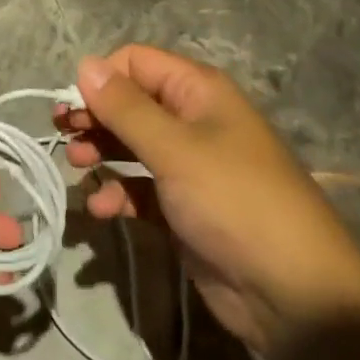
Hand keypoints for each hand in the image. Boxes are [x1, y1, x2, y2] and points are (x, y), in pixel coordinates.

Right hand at [56, 45, 359, 359]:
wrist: (295, 297)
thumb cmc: (235, 203)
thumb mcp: (175, 150)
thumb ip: (125, 108)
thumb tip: (84, 63)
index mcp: (197, 91)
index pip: (136, 62)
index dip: (101, 78)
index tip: (73, 107)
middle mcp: (192, 120)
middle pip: (130, 102)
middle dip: (95, 116)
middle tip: (64, 135)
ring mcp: (188, 165)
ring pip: (131, 144)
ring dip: (101, 151)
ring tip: (77, 167)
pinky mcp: (183, 208)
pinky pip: (139, 187)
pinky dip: (118, 192)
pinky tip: (100, 209)